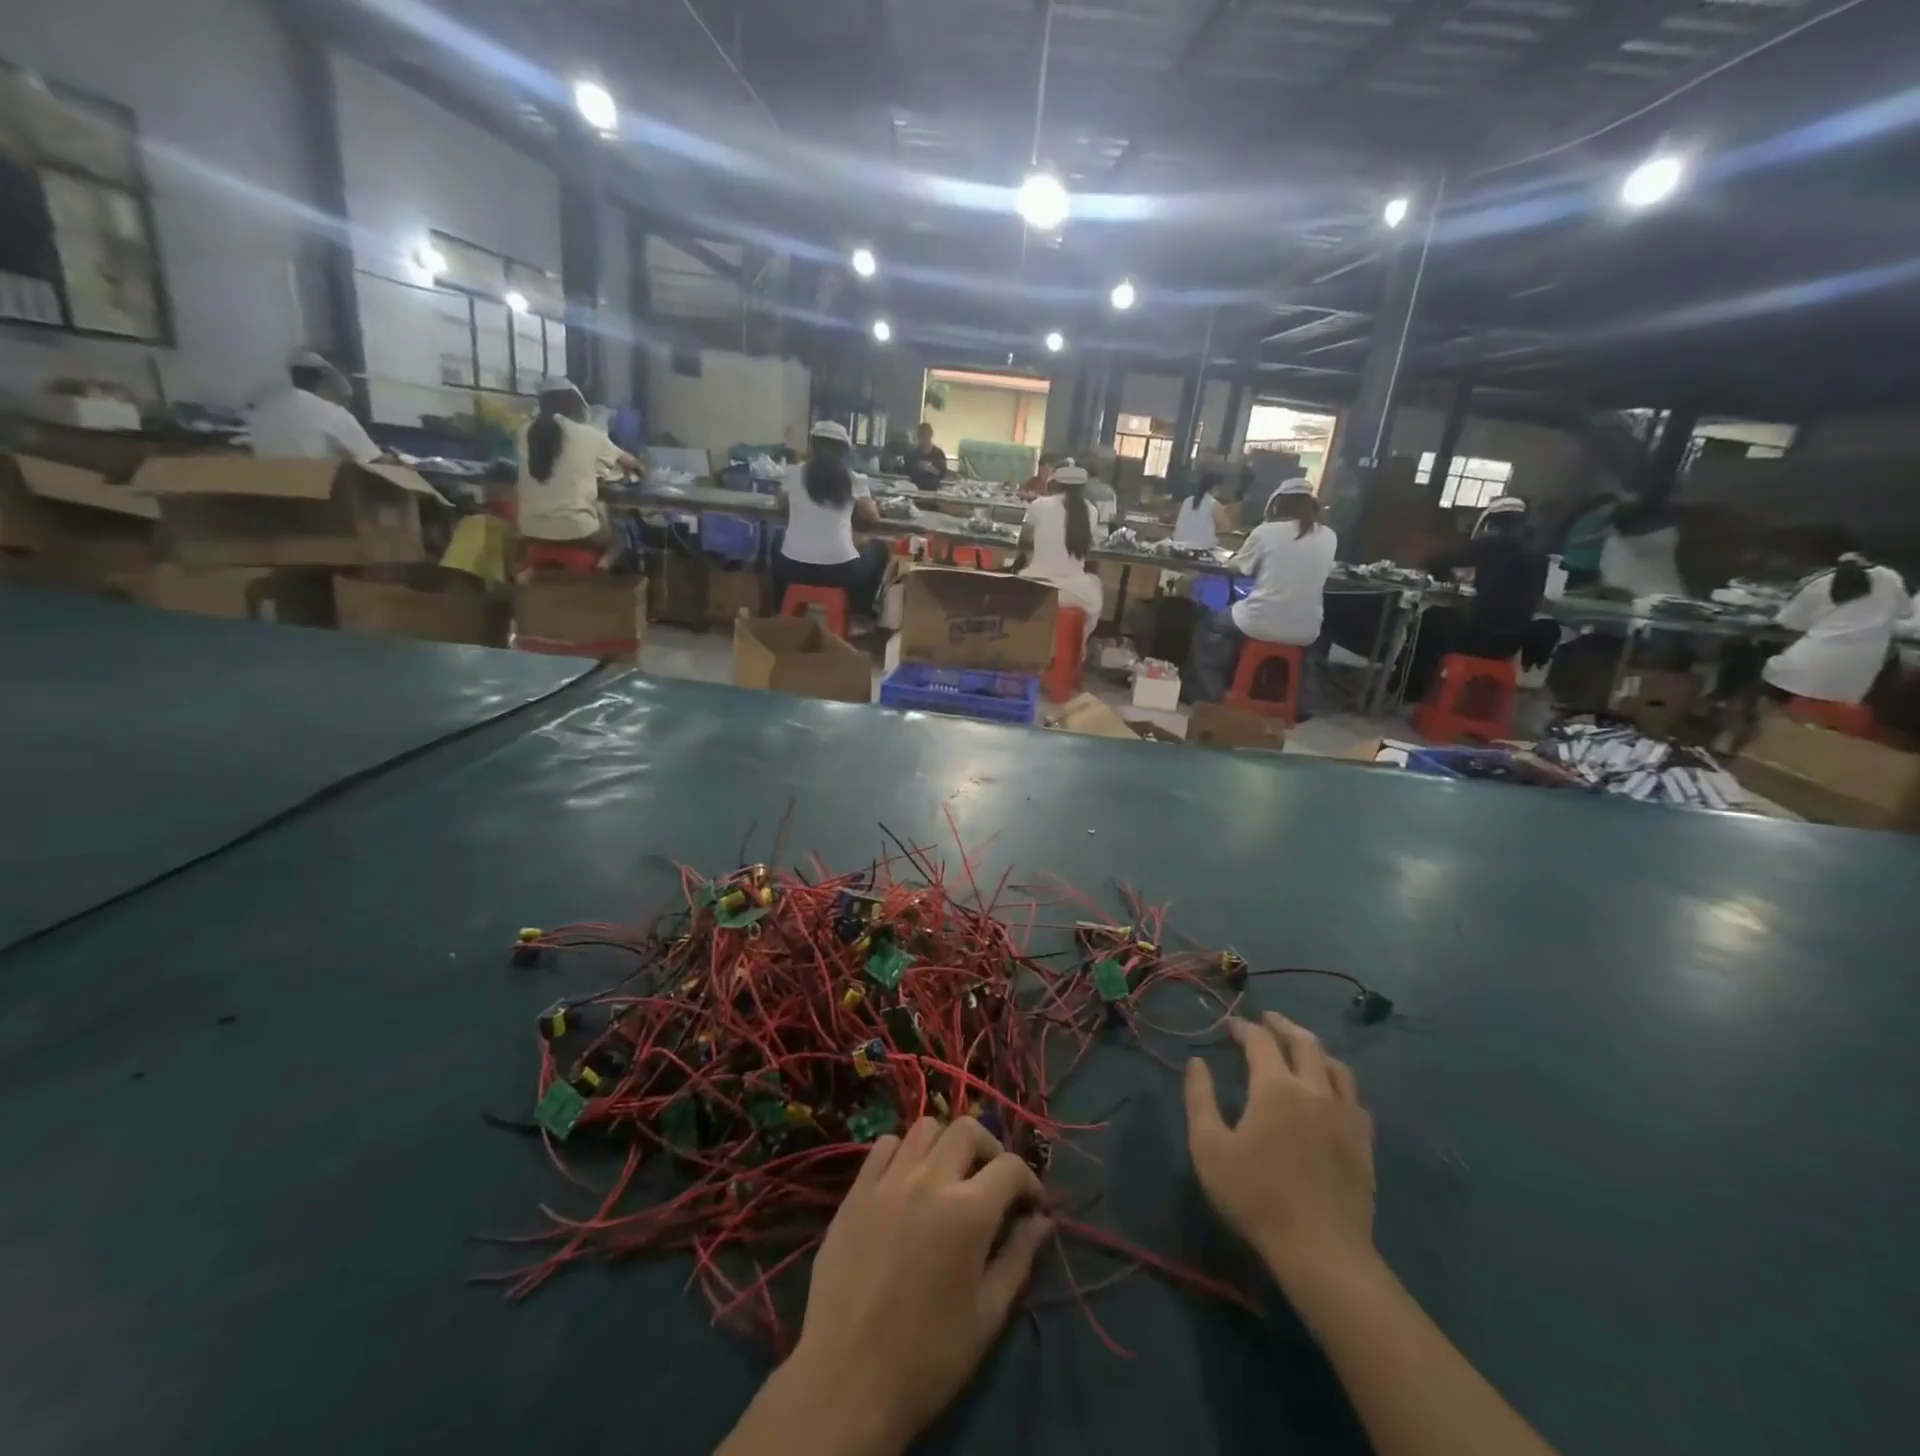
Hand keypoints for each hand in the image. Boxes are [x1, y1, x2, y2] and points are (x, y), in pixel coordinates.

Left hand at [782, 1118, 1051, 1451]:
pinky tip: (906, 1182)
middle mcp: (929, 1180)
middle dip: (990, 1149)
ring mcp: (888, 1180)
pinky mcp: (856, 1190)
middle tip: (991, 1182)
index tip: (1030, 1206)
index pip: (1010, 1166)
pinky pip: (884, 1146)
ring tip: (949, 1176)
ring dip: (946, 1144)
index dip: (1029, 1182)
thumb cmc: (927, 1357)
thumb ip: (1019, 1258)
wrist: (847, 1380)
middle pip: (968, 1130)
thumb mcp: (987, 1316)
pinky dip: (904, 1153)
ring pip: (926, 1127)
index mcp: (968, 1211)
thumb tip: (1043, 1220)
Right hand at [1185, 1013, 1375, 1283]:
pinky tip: (1331, 1092)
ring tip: (1301, 1047)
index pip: (1260, 1042)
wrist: (1321, 1251)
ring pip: (1336, 1066)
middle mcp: (1314, 1090)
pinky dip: (1338, 1082)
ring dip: (1315, 1049)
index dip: (1244, 1028)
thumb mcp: (1209, 1148)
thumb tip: (1196, 1062)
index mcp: (1276, 1087)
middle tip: (1267, 1019)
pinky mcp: (1364, 1143)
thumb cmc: (1256, 1196)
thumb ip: (1200, 1099)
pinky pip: (1355, 1098)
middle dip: (1283, 1025)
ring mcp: (1345, 1116)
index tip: (1230, 1024)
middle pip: (1305, 1043)